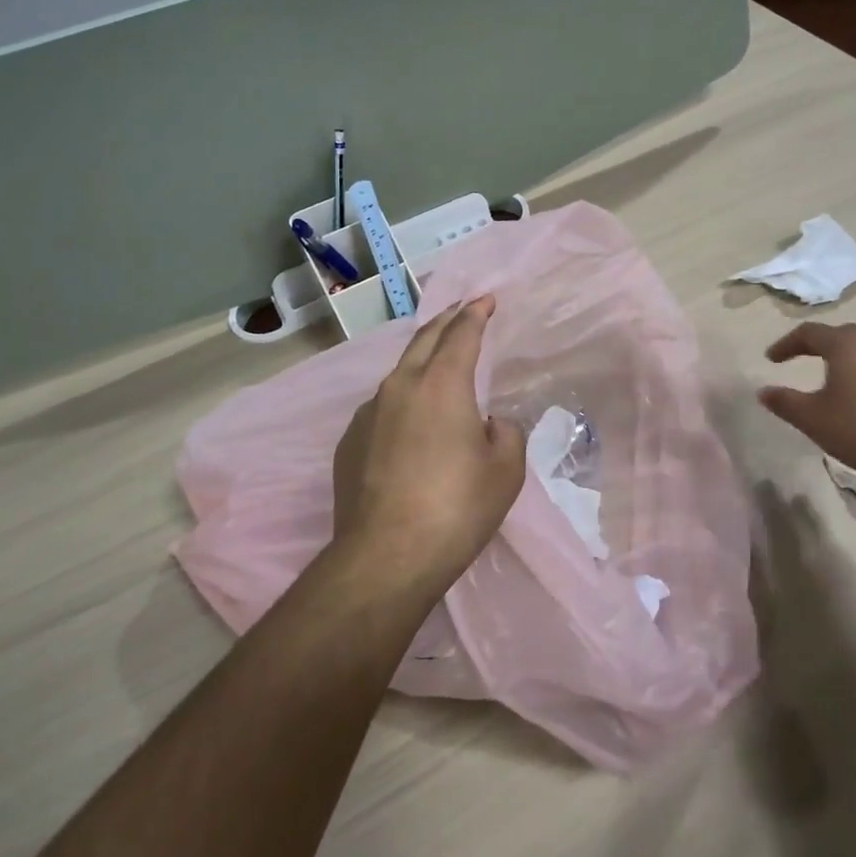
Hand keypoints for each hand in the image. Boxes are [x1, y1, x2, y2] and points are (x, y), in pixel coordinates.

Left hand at [330, 296, 527, 598]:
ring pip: (400, 372)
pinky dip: (402, 400)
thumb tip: (488, 424)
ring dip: (422, 360)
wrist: (385, 557)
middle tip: (462, 310)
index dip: (476, 313)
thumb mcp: (505, 471)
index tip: (485, 299)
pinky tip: (410, 423)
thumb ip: (505, 433)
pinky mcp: (350, 440)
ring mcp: (369, 412)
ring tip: (436, 363)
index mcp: (443, 384)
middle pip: (424, 339)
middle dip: (446, 321)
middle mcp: (401, 386)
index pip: (461, 333)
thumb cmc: (456, 508)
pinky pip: (382, 407)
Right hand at [758, 322, 855, 483]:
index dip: (786, 344)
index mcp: (845, 345)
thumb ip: (785, 403)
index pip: (809, 332)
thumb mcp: (814, 419)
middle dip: (816, 346)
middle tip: (799, 359)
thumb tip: (763, 391)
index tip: (771, 359)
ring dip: (842, 360)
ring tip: (829, 380)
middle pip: (839, 336)